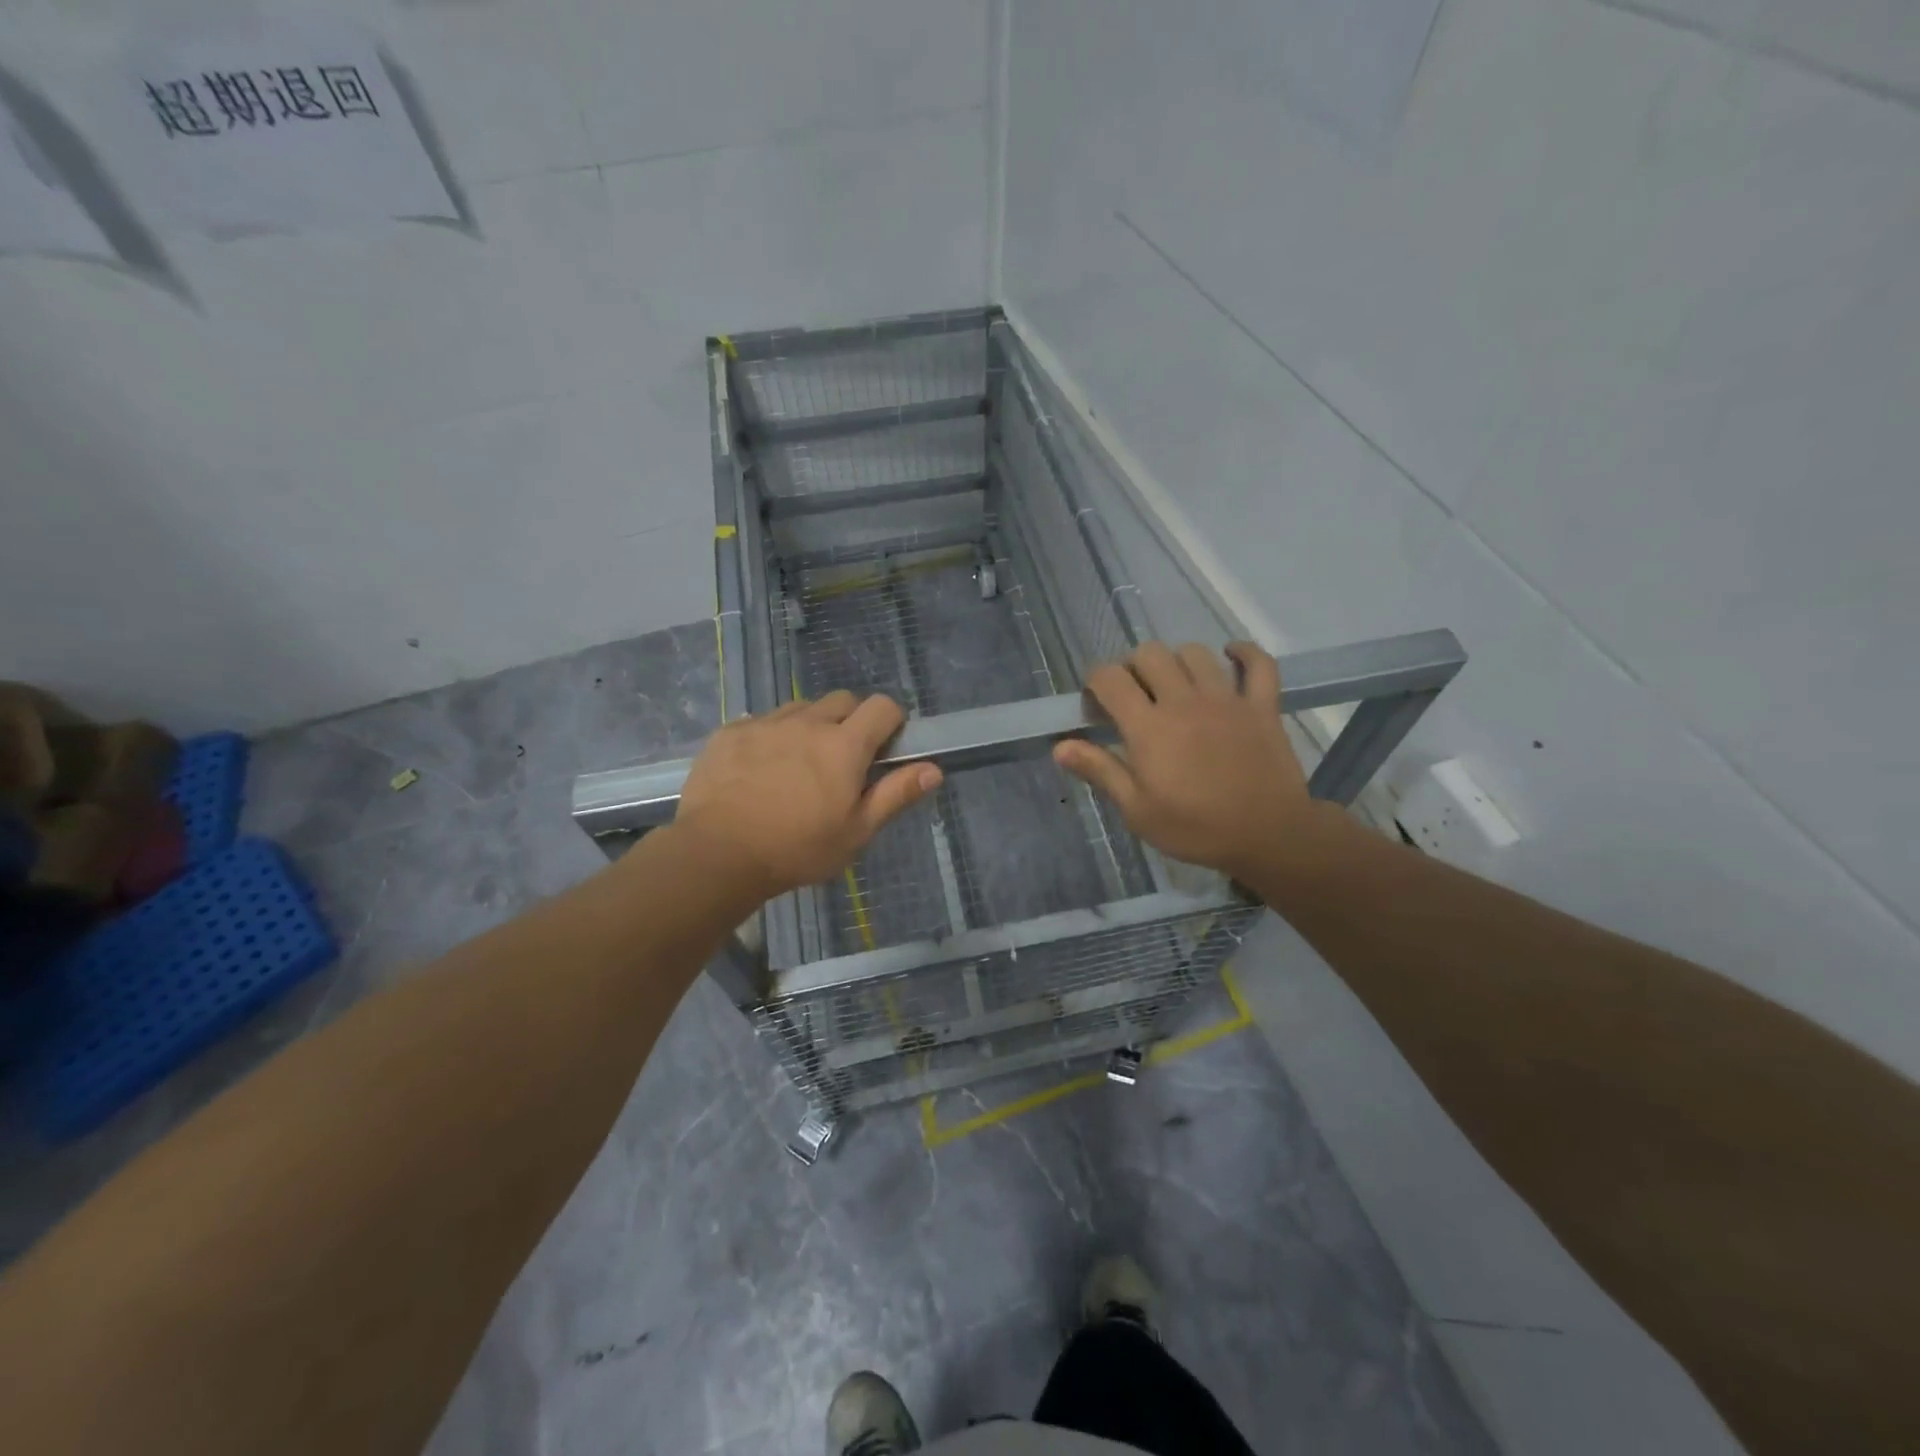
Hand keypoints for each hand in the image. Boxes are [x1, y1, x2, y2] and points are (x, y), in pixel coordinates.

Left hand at [672, 691, 941, 903]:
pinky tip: (761, 770)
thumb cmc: (797, 849)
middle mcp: (807, 722)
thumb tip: (934, 769)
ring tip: (800, 764)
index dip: (892, 721)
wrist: (716, 854)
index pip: (883, 707)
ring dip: (811, 725)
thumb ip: (896, 795)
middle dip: (852, 721)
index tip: (886, 748)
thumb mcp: (856, 831)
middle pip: (842, 700)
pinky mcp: (731, 732)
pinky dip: (773, 736)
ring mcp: (765, 723)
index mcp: (844, 745)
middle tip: (843, 760)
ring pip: (801, 708)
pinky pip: (763, 721)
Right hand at [1053, 641, 1333, 882]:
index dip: (1095, 681)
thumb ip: (1100, 771)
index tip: (1096, 703)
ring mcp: (1226, 699)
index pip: (1110, 678)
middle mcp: (1184, 701)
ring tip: (1174, 684)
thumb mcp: (1137, 810)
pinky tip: (1230, 656)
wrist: (1268, 836)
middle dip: (1133, 667)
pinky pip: (1258, 663)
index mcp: (1149, 727)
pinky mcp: (1261, 705)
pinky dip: (1244, 653)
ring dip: (1177, 661)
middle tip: (1134, 696)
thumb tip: (1060, 746)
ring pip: (1195, 653)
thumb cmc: (1195, 828)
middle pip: (1150, 654)